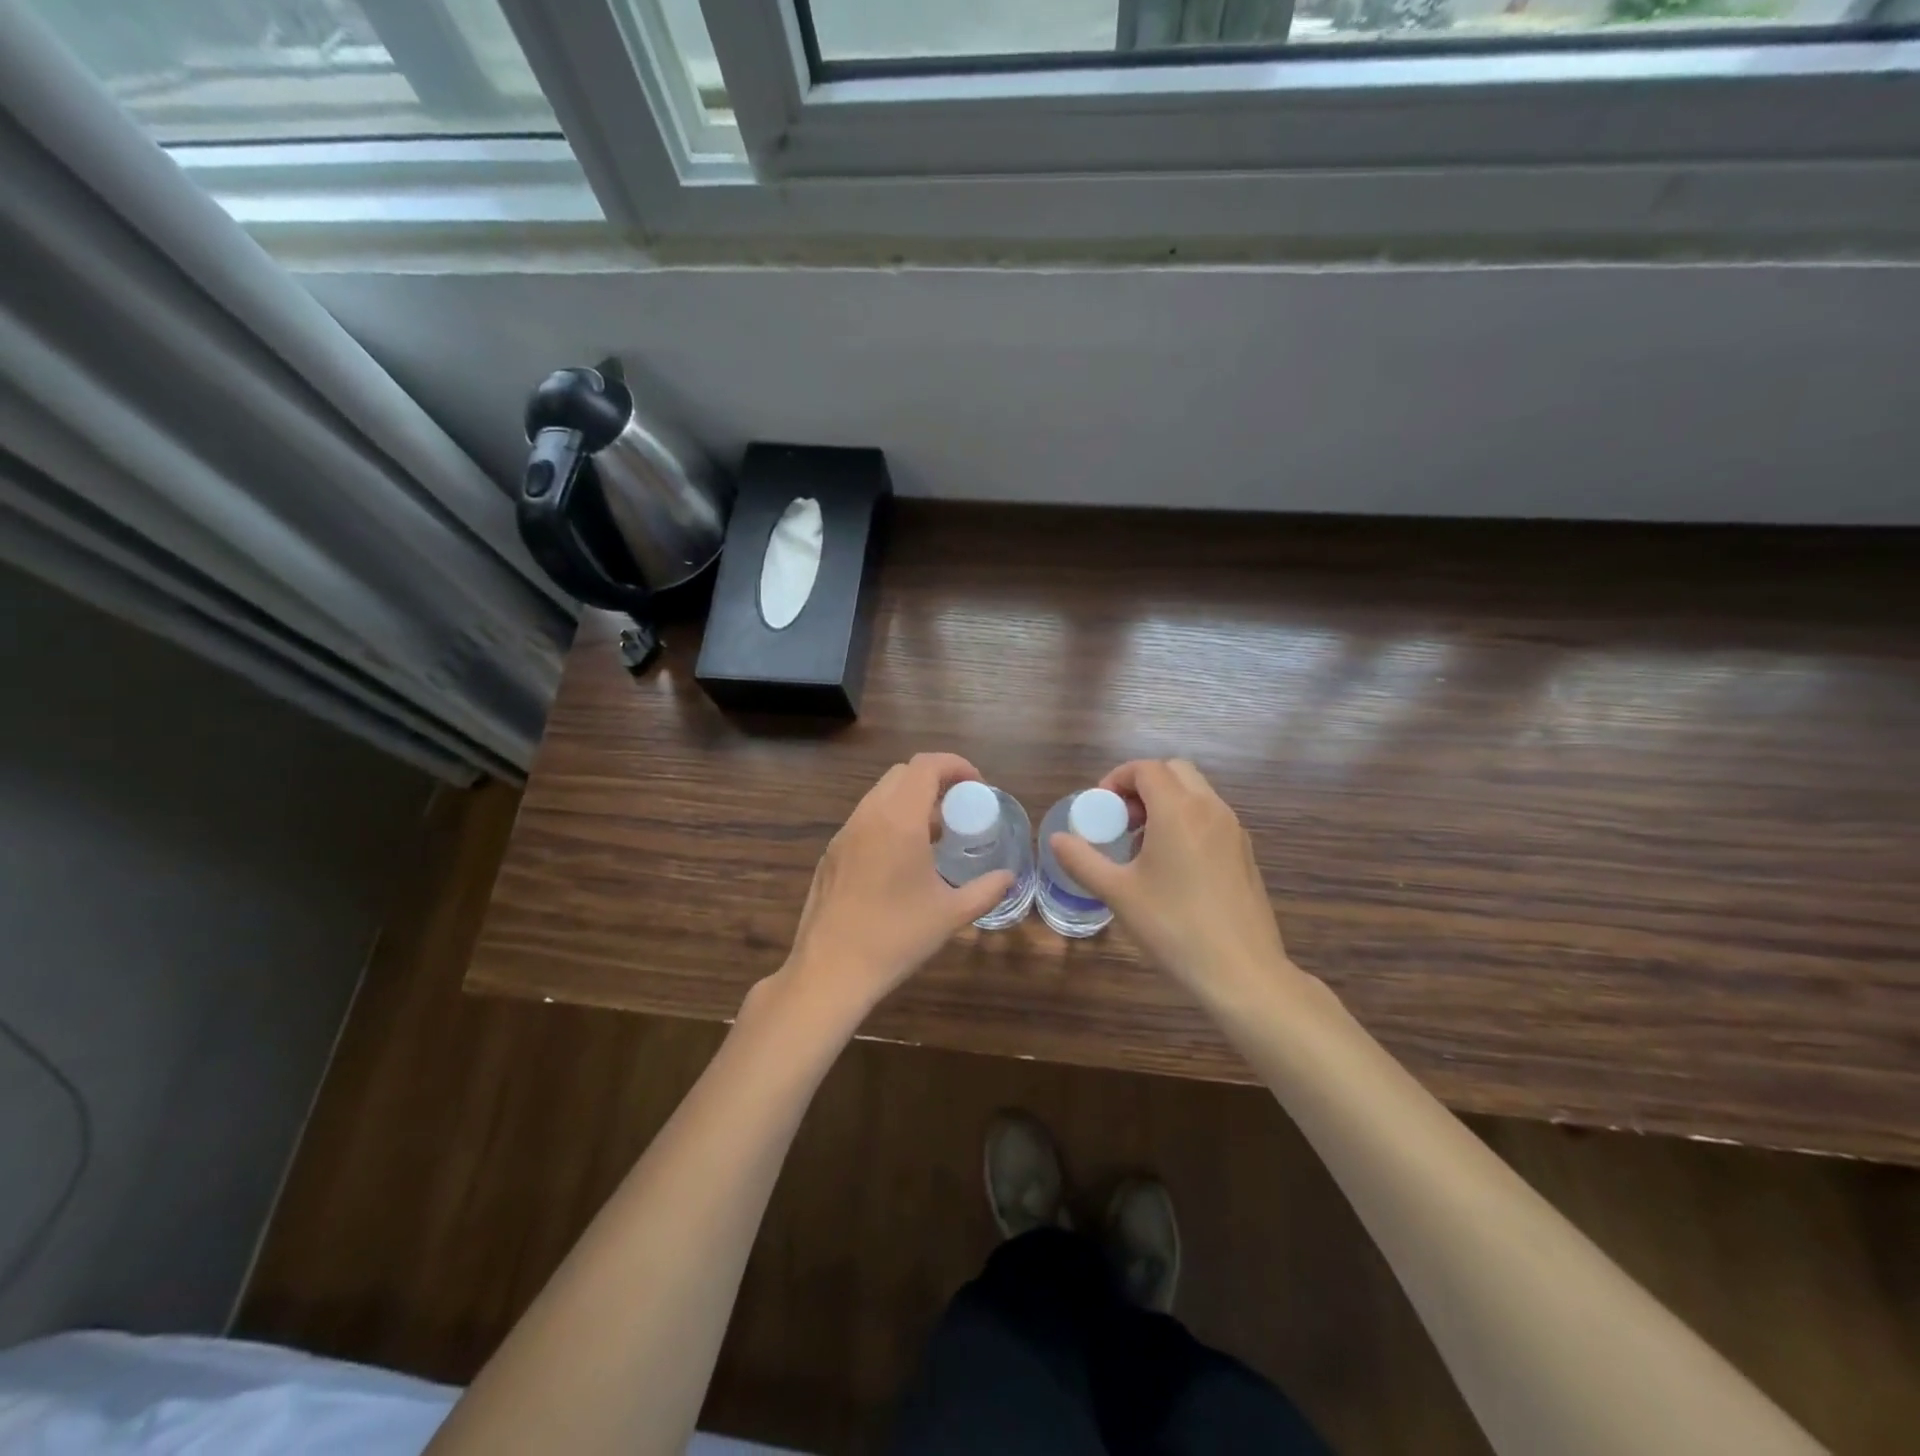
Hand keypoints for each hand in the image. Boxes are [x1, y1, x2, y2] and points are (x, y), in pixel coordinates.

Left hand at [780, 753, 1014, 1024]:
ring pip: (880, 796)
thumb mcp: (950, 914)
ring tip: (934, 836)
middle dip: (935, 781)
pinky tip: (902, 860)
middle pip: (902, 774)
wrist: (830, 970)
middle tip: (959, 808)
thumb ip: (985, 890)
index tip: (977, 787)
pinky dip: (889, 821)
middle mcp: (868, 816)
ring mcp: (844, 834)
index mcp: (898, 820)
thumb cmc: (896, 937)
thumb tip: (1008, 878)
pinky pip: (865, 820)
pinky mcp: (830, 854)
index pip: (926, 765)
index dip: (956, 765)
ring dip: (910, 802)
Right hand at [1050, 759, 1306, 1012]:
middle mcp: (1210, 809)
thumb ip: (1083, 860)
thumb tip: (1057, 839)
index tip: (1099, 808)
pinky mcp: (1245, 853)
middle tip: (1121, 820)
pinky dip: (1187, 822)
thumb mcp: (1118, 894)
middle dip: (1142, 786)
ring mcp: (1234, 830)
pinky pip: (1211, 818)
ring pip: (1196, 793)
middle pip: (1175, 771)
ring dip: (1166, 803)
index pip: (1146, 769)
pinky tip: (1173, 868)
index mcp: (1178, 810)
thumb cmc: (1174, 927)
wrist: (1242, 972)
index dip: (1117, 779)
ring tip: (1142, 846)